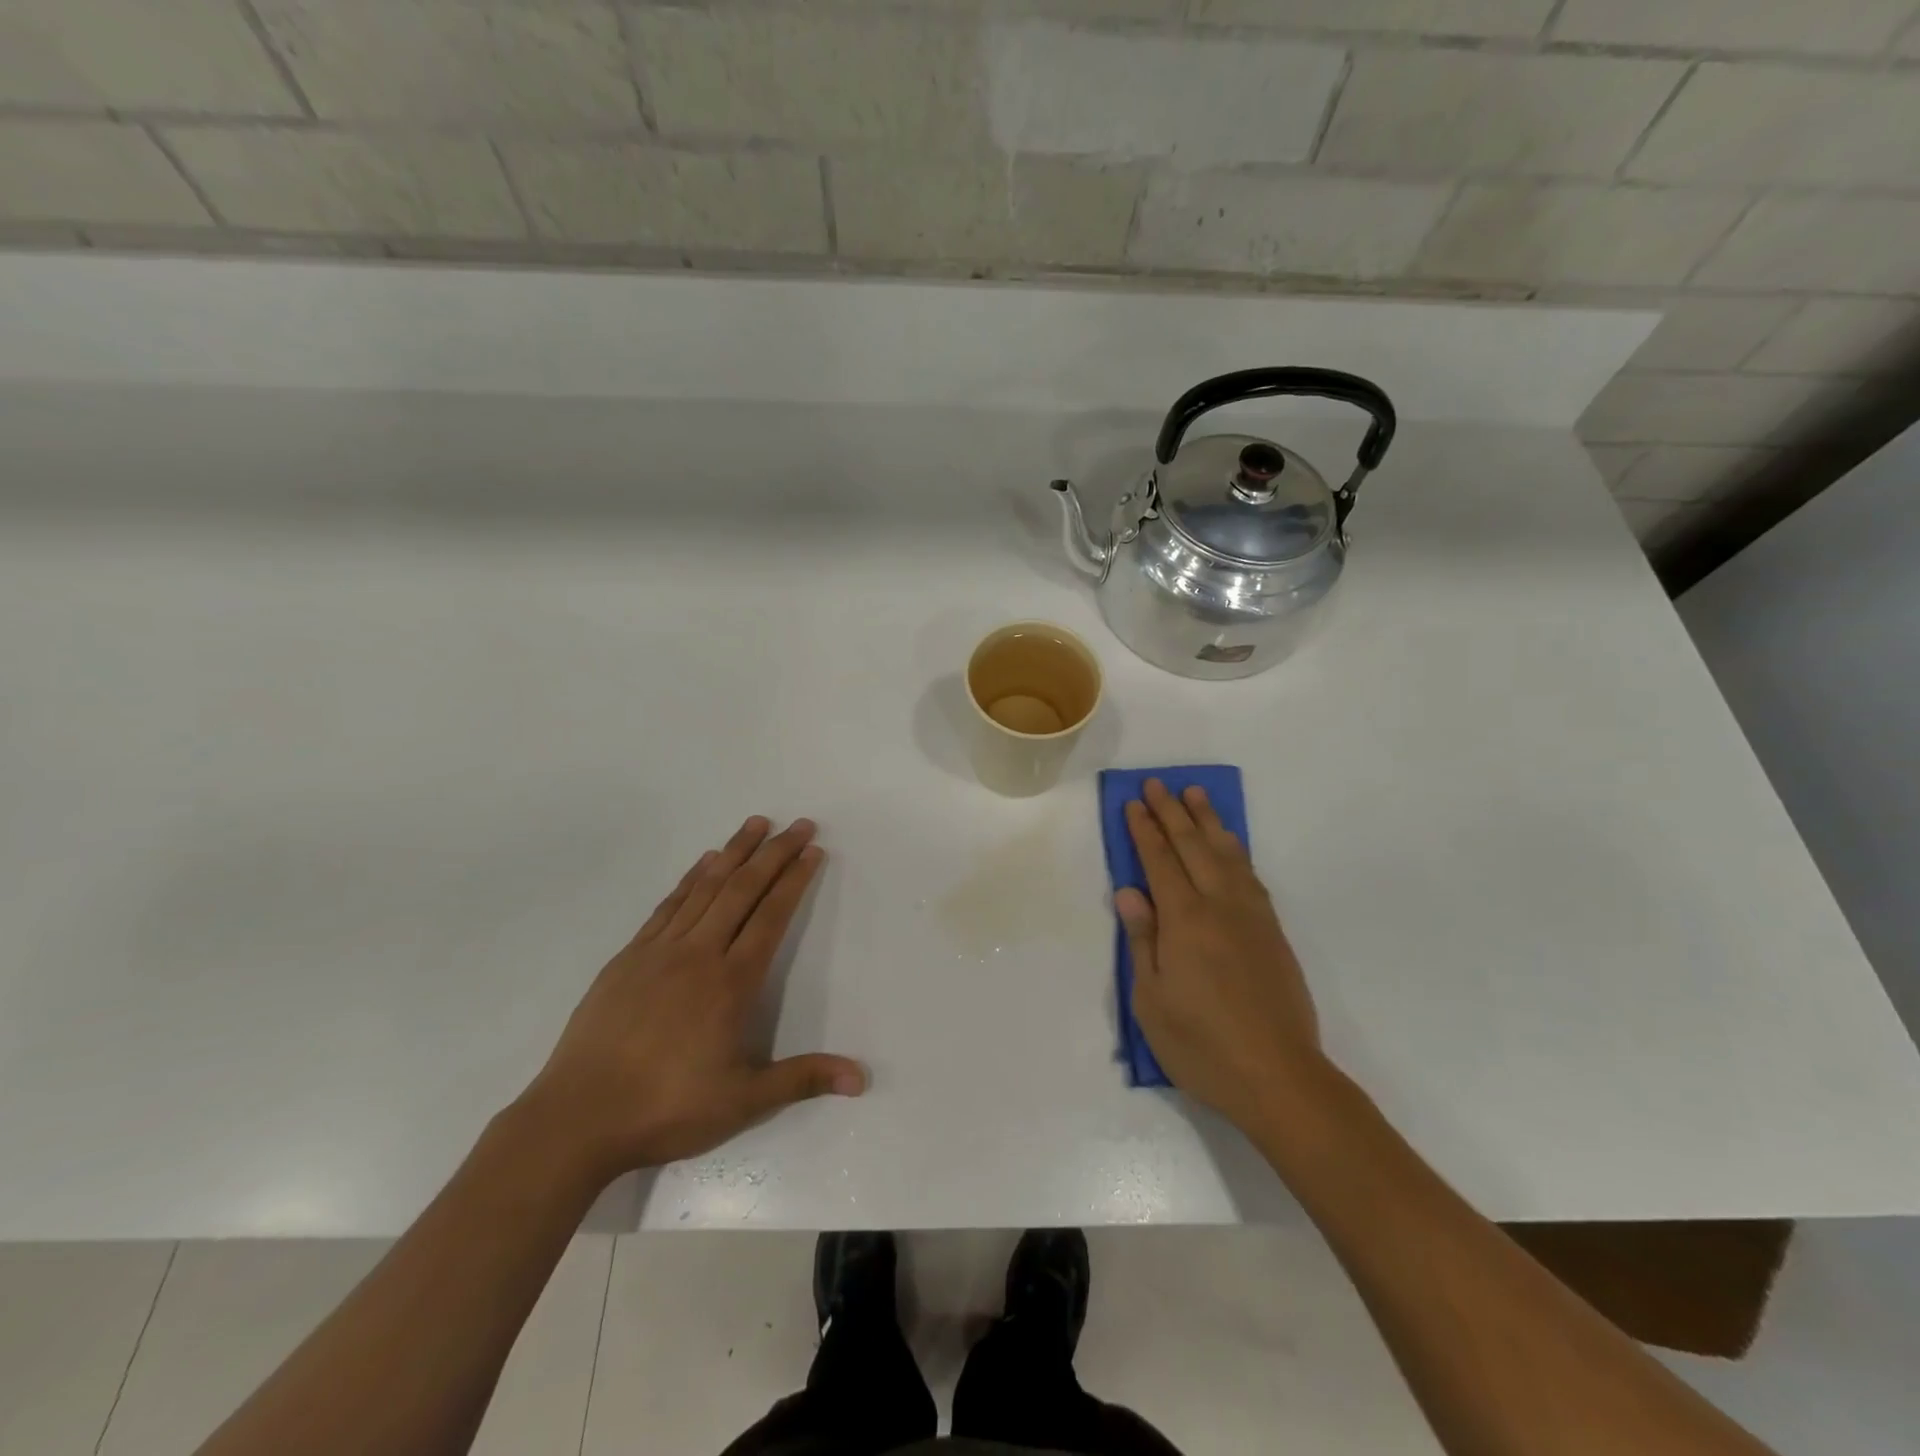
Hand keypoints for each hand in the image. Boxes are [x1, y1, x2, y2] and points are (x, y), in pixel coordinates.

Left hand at [518, 816, 865, 1184]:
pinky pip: (669, 905)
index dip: (795, 880)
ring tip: (756, 823)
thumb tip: (861, 1078)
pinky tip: (703, 862)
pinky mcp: (628, 957)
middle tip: (799, 824)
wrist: (576, 1119)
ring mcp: (659, 951)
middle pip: (742, 890)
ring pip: (705, 888)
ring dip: (734, 852)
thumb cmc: (667, 1108)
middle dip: (774, 853)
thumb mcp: (743, 1101)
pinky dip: (691, 878)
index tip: (813, 850)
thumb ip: (803, 1079)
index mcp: (731, 983)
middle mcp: (699, 955)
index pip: (771, 917)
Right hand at [1117, 780, 1322, 1130]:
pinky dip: (1236, 851)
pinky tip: (1230, 846)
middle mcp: (1220, 907)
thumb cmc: (1201, 1045)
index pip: (1160, 862)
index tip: (1134, 802)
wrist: (1279, 1077)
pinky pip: (1251, 876)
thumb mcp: (1151, 1000)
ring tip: (1196, 795)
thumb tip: (1130, 892)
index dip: (1145, 830)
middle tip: (1159, 784)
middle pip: (1193, 847)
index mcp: (1184, 921)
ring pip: (1227, 854)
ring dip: (1209, 822)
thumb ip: (1142, 940)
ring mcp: (1252, 918)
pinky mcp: (1273, 933)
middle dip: (1173, 813)